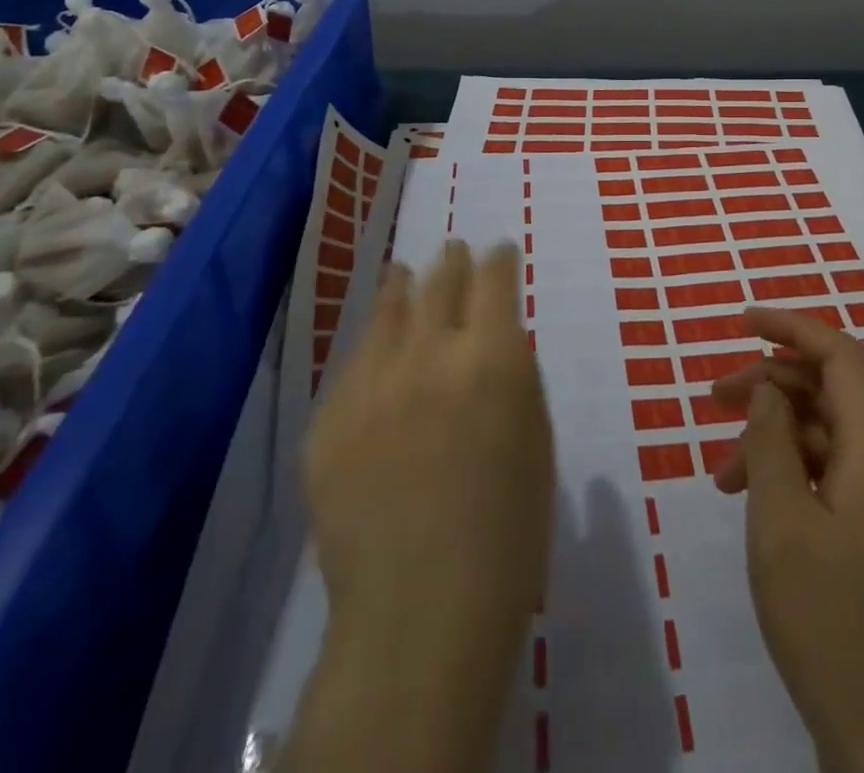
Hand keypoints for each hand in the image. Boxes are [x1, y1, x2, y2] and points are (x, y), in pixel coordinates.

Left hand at [288, 241, 553, 772]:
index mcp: (491, 357)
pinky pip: (353, 367)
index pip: (493, 280)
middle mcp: (428, 354)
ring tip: (403, 273)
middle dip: (451, 261)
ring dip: (401, 287)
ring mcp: (371, 385)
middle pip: (439, 282)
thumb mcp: (534, 438)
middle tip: (453, 250)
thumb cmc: (508, 531)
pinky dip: (372, 349)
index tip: (500, 251)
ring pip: (386, 312)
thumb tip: (493, 342)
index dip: (499, 259)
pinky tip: (375, 347)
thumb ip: (513, 377)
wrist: (420, 612)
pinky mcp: (329, 421)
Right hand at [712, 306, 863, 772]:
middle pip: (830, 393)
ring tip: (722, 471)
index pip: (842, 356)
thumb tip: (767, 391)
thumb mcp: (780, 520)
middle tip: (713, 398)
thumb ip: (771, 441)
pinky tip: (755, 498)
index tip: (743, 320)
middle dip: (770, 384)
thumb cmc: (828, 619)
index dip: (793, 327)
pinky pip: (833, 475)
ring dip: (774, 435)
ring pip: (827, 436)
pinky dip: (791, 471)